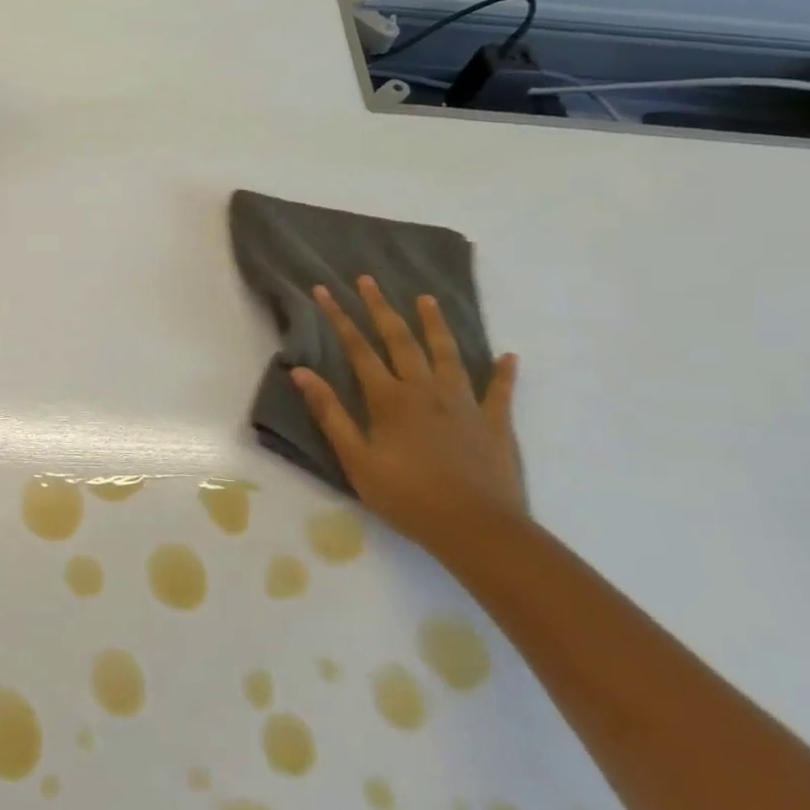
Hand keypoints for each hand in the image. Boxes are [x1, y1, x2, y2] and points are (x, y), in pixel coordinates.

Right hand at [290, 276, 523, 553]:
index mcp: (389, 398)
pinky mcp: (494, 423)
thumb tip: (301, 372)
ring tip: (427, 299)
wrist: (477, 530)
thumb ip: (329, 413)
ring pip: (447, 354)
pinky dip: (503, 372)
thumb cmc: (407, 497)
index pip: (357, 348)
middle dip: (381, 307)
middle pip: (400, 340)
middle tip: (368, 279)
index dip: (338, 317)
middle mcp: (425, 390)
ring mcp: (464, 404)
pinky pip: (499, 391)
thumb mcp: (355, 459)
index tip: (323, 290)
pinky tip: (507, 356)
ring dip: (435, 324)